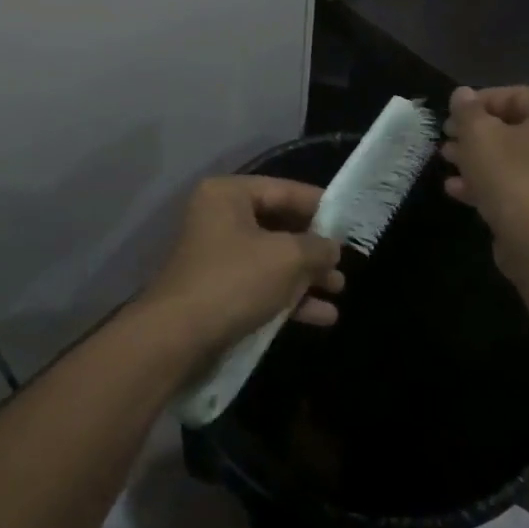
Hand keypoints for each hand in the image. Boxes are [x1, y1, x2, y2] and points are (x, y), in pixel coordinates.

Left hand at [139, 176, 344, 358]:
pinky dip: (289, 296)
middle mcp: (220, 217)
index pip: (283, 189)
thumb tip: (332, 248)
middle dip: (314, 247)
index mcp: (229, 194)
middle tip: (345, 261)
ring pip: (272, 258)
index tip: (350, 220)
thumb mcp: (286, 258)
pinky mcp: (219, 289)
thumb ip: (316, 247)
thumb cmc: (234, 281)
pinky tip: (323, 316)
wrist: (178, 338)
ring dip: (306, 275)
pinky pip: (261, 284)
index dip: (320, 205)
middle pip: (278, 224)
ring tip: (339, 290)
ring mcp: (218, 255)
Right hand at [441, 86, 528, 281]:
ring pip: (512, 158)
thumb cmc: (511, 176)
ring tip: (447, 161)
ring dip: (477, 158)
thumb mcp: (479, 134)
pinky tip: (457, 189)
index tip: (452, 114)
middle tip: (446, 138)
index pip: (515, 95)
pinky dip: (489, 182)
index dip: (478, 101)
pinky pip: (517, 184)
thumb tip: (462, 94)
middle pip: (513, 128)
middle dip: (475, 132)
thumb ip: (467, 110)